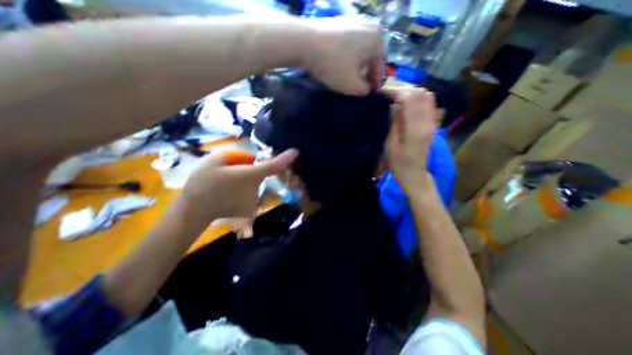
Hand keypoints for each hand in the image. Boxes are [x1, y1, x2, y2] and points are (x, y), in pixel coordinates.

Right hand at [181, 150, 299, 221]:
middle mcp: (258, 188)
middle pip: (260, 172)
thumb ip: (236, 154)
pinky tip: (227, 193)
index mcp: (251, 175)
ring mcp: (255, 201)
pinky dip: (242, 190)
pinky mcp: (250, 209)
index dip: (285, 159)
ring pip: (253, 182)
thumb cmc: (203, 183)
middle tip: (229, 169)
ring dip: (245, 179)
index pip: (273, 166)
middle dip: (250, 168)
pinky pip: (249, 193)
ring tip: (225, 183)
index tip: (295, 152)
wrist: (194, 210)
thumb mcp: (215, 159)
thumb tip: (250, 158)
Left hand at [302, 18, 385, 95]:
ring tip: (345, 79)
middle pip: (369, 60)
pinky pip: (347, 46)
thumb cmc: (334, 65)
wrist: (305, 43)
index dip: (374, 85)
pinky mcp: (339, 23)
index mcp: (377, 40)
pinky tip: (337, 66)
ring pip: (358, 53)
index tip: (367, 95)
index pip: (380, 69)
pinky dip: (345, 58)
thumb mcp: (353, 85)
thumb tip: (366, 89)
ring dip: (354, 68)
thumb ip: (364, 90)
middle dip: (364, 76)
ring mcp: (353, 22)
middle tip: (355, 88)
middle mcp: (369, 27)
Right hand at [382, 87, 440, 195]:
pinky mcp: (432, 123)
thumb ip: (394, 122)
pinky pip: (428, 104)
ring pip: (426, 96)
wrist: (414, 173)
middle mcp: (427, 121)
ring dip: (410, 92)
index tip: (381, 92)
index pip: (410, 98)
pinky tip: (406, 103)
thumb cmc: (398, 163)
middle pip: (420, 93)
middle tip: (387, 94)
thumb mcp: (391, 144)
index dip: (395, 91)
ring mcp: (432, 121)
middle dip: (403, 89)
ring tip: (395, 97)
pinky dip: (417, 98)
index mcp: (415, 127)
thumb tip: (394, 103)